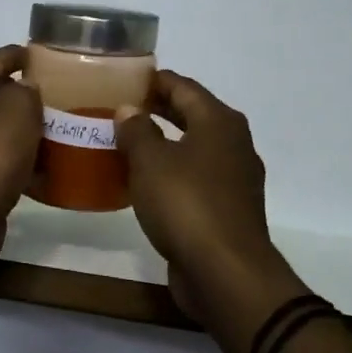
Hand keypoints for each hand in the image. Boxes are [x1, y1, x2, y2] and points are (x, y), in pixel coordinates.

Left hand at [0, 44, 42, 267]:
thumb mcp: (18, 108)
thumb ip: (26, 90)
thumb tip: (23, 90)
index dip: (20, 55)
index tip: (44, 56)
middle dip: (20, 96)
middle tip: (54, 97)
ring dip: (17, 130)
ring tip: (52, 132)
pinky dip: (11, 159)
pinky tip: (39, 167)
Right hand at [116, 71, 308, 352]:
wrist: (225, 273)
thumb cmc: (186, 204)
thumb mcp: (150, 161)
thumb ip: (136, 130)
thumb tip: (129, 109)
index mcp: (219, 122)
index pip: (183, 86)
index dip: (153, 80)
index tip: (123, 79)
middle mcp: (233, 144)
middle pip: (191, 115)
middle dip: (156, 109)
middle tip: (118, 108)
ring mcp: (234, 179)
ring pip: (192, 148)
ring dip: (162, 143)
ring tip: (125, 143)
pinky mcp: (226, 209)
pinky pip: (194, 178)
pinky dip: (170, 172)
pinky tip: (143, 181)